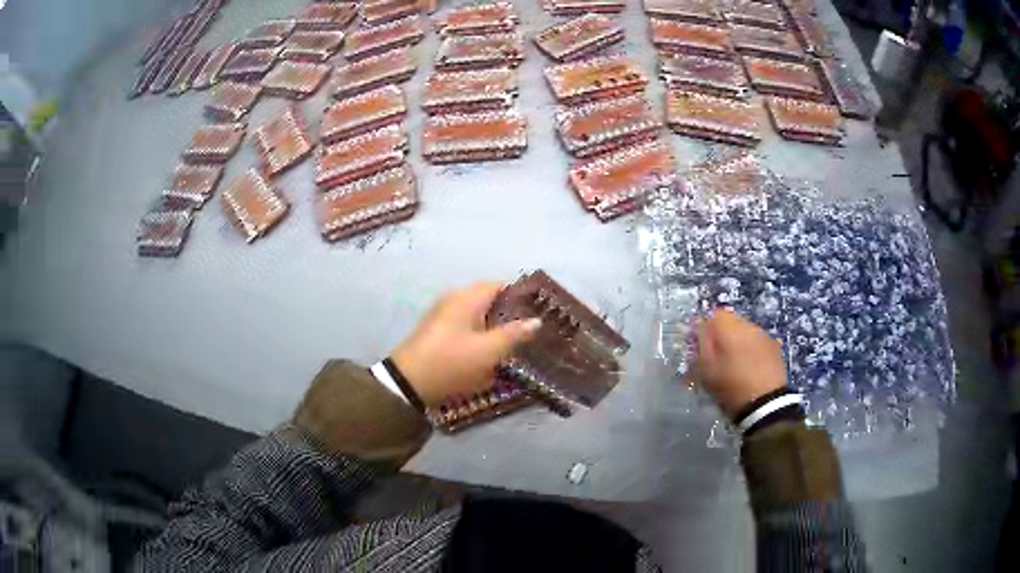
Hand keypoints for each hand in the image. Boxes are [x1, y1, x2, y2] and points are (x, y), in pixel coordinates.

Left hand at [391, 283, 541, 406]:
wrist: (408, 383)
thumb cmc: (451, 362)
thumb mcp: (487, 351)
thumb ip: (514, 334)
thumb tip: (536, 320)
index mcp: (466, 298)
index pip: (500, 286)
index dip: (521, 296)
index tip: (540, 310)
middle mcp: (454, 300)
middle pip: (489, 301)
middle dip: (509, 315)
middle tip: (531, 332)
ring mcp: (443, 316)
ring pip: (477, 317)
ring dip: (494, 329)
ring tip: (515, 345)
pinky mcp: (437, 333)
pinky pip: (466, 329)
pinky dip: (480, 338)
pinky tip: (490, 355)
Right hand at [697, 309, 787, 419]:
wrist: (766, 404)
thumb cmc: (731, 387)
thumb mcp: (706, 371)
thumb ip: (701, 346)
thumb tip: (699, 331)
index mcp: (730, 328)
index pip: (714, 314)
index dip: (705, 328)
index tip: (701, 346)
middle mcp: (749, 325)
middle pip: (731, 322)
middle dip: (722, 336)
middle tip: (717, 357)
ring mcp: (764, 335)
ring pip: (745, 332)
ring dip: (738, 343)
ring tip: (735, 364)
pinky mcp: (775, 347)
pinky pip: (757, 342)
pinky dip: (751, 351)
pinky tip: (749, 368)